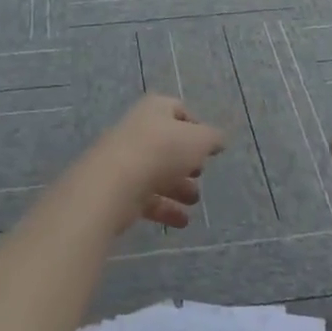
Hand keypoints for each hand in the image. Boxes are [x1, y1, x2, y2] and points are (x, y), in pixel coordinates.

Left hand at [84, 94, 225, 232]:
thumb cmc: (161, 151)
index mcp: (155, 109)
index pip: (178, 110)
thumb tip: (218, 140)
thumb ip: (212, 138)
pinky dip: (165, 208)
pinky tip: (182, 221)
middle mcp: (138, 130)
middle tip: (201, 173)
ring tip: (194, 201)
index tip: (209, 147)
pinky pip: (146, 196)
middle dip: (186, 161)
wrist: (113, 183)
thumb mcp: (199, 140)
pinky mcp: (118, 188)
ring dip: (178, 187)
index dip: (196, 126)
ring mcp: (125, 159)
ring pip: (157, 171)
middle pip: (167, 144)